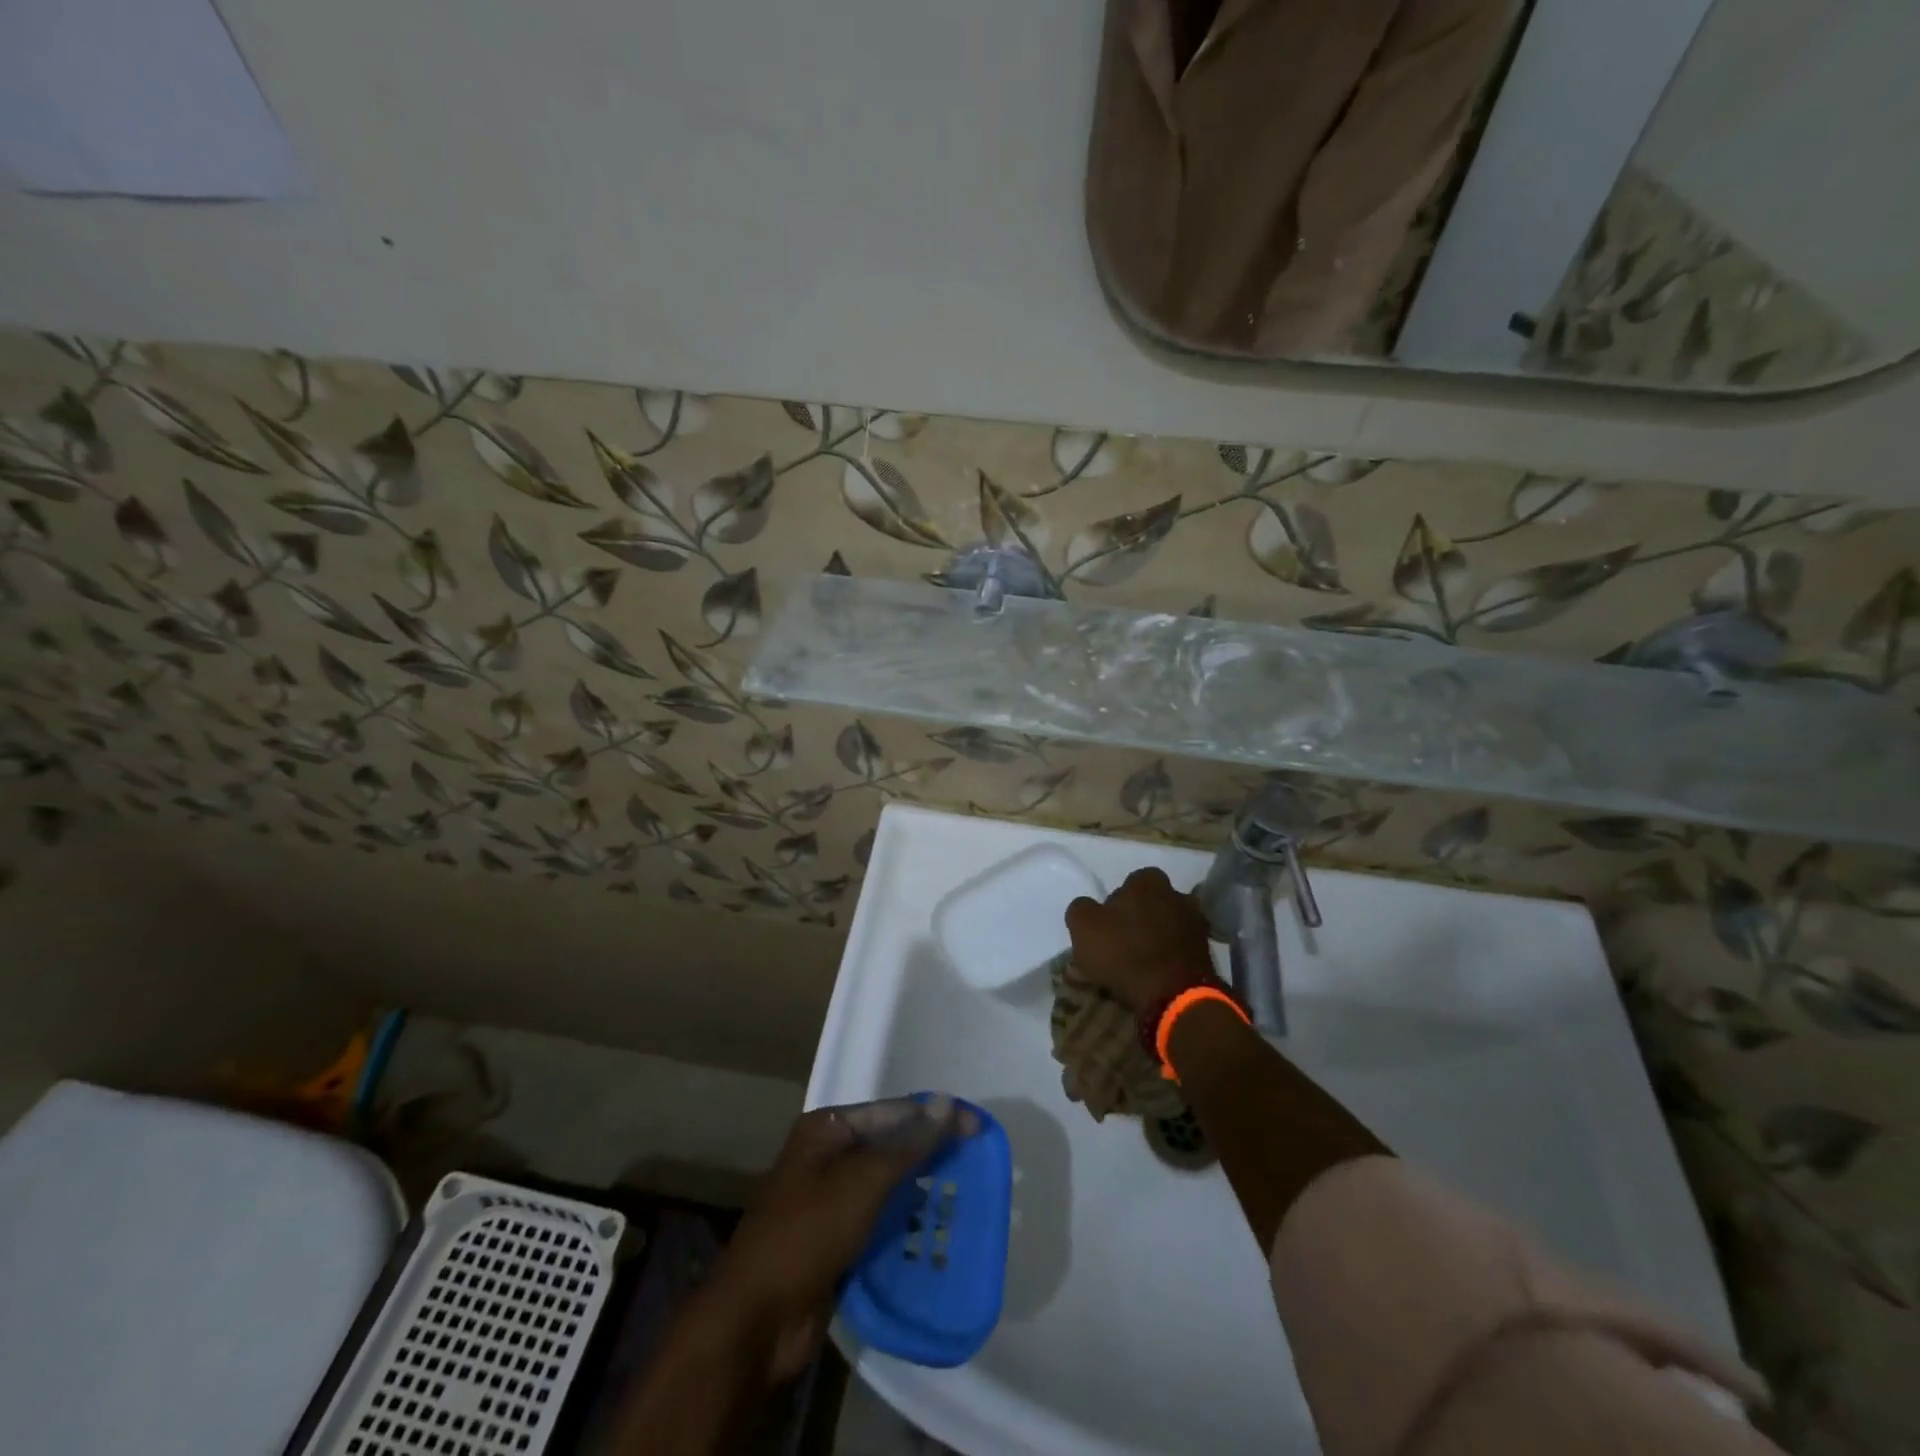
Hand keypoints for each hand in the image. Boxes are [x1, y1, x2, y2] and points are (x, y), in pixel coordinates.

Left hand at [694, 1096, 977, 1384]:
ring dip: (919, 1190)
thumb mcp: (863, 1181)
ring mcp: (829, 1200)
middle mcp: (827, 1156)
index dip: (934, 1117)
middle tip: (975, 1163)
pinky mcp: (835, 1240)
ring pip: (885, 1186)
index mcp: (826, 1129)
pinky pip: (877, 1221)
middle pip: (889, 1145)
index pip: (892, 1111)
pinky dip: (903, 1222)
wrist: (757, 1319)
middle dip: (928, 1153)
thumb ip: (908, 1143)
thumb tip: (947, 1102)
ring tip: (964, 1195)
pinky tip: (935, 1230)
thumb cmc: (808, 1232)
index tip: (978, 1128)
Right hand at [1066, 866, 1215, 1014]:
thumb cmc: (1124, 953)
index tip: (1108, 924)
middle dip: (1142, 917)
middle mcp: (1178, 894)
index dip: (1117, 902)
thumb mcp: (1083, 927)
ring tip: (1143, 962)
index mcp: (1148, 881)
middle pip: (1154, 902)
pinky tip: (1160, 974)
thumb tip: (1087, 908)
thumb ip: (1081, 909)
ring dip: (1159, 938)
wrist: (1175, 996)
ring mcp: (1198, 924)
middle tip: (1125, 942)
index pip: (1130, 882)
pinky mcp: (1209, 953)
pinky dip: (1173, 958)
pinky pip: (1183, 949)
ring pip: (1171, 925)